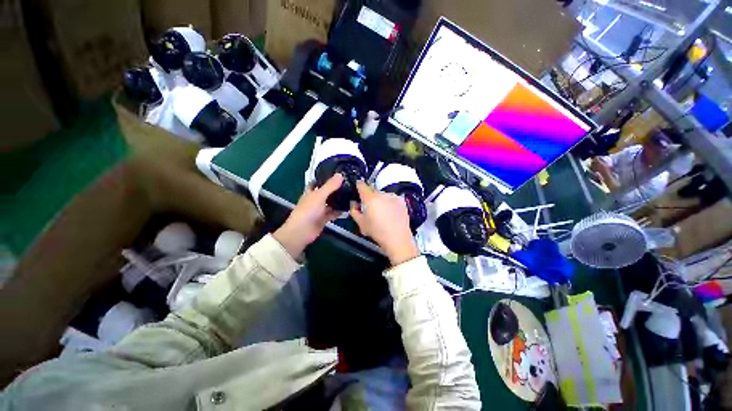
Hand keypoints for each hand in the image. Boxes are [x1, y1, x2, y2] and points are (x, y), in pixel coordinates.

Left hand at [273, 174, 343, 257]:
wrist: (302, 231)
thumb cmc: (308, 211)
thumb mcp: (320, 196)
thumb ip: (330, 186)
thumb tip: (340, 174)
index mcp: (311, 191)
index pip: (318, 181)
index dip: (326, 177)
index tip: (337, 173)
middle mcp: (315, 199)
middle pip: (326, 192)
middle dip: (335, 188)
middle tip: (349, 183)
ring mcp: (320, 209)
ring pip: (331, 202)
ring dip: (339, 200)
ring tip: (351, 194)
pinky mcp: (324, 218)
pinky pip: (333, 213)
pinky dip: (339, 211)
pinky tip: (348, 208)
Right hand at [349, 181, 419, 265]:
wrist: (397, 238)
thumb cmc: (377, 231)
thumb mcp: (360, 223)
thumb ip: (354, 210)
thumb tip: (353, 203)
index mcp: (370, 198)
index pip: (361, 185)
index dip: (358, 185)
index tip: (358, 188)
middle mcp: (381, 194)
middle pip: (373, 189)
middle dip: (370, 195)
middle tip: (369, 206)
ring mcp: (393, 196)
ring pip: (383, 194)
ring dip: (380, 199)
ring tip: (382, 212)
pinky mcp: (401, 201)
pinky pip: (392, 198)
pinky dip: (389, 202)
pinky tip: (390, 213)